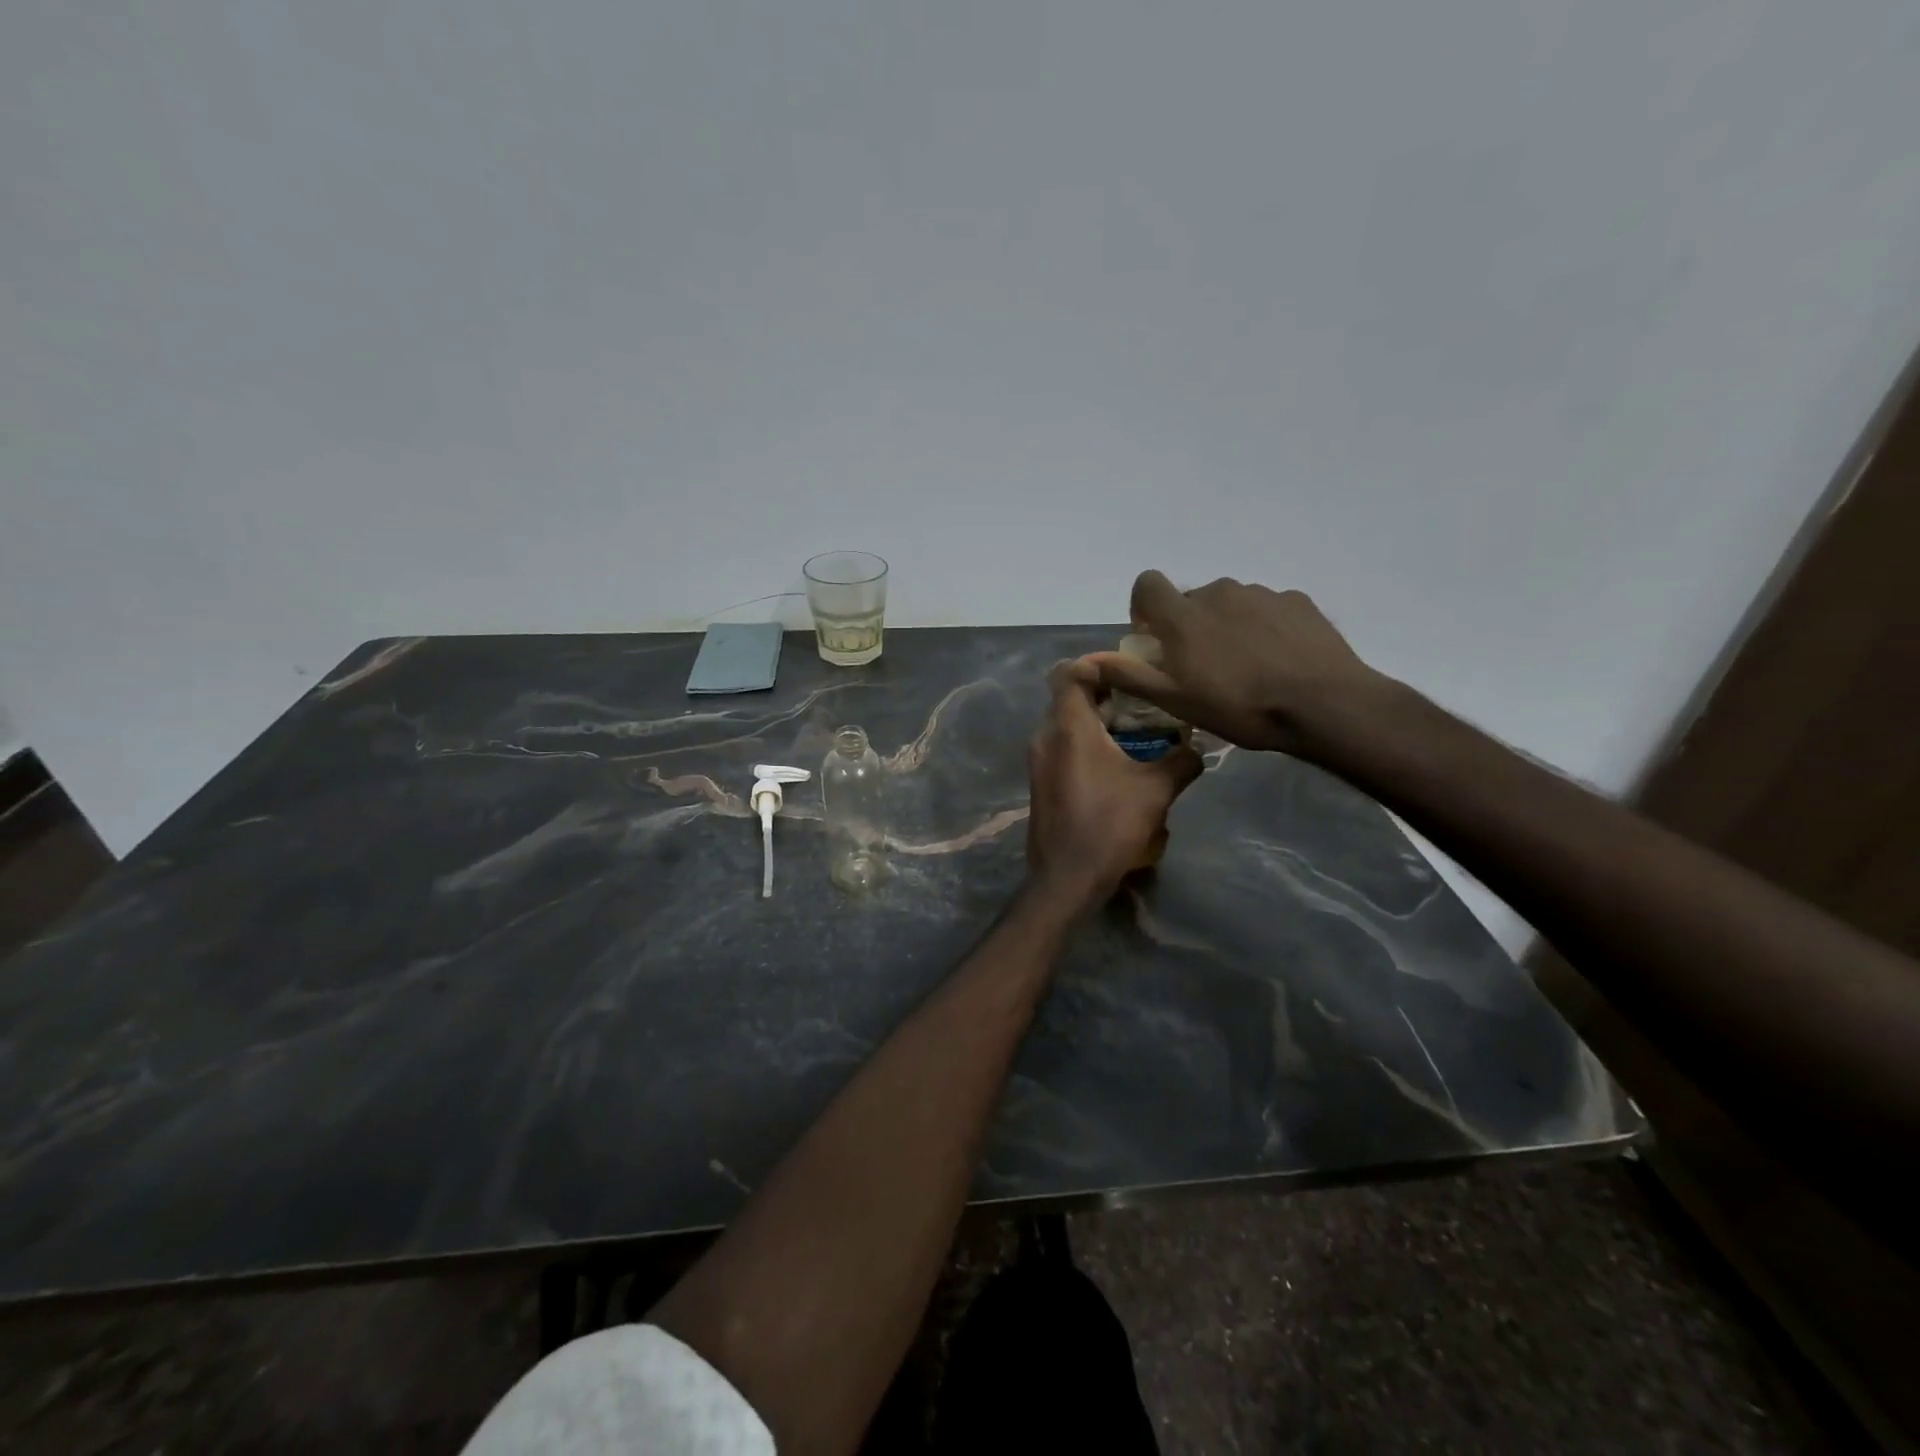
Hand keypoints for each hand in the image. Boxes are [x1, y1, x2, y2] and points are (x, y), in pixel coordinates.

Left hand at [1025, 660, 1203, 908]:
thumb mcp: (1156, 790)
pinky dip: (1087, 742)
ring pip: (1066, 722)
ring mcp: (1039, 759)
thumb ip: (1182, 761)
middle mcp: (1046, 735)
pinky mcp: (1041, 780)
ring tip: (1137, 730)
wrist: (1066, 877)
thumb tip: (1200, 748)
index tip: (1130, 671)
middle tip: (1143, 699)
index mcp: (1068, 726)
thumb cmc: (1109, 825)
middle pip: (1069, 696)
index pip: (1069, 672)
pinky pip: (1062, 745)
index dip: (1097, 664)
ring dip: (1098, 720)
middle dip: (1106, 693)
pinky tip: (1119, 761)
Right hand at [1084, 571, 1388, 755]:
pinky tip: (1277, 660)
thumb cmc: (1239, 707)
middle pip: (1191, 598)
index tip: (1154, 637)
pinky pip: (1267, 609)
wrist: (1323, 705)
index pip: (1147, 583)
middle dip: (1189, 625)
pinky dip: (1263, 627)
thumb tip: (1086, 661)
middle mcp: (1218, 592)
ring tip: (1244, 667)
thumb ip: (1129, 675)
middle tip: (1202, 666)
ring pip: (1230, 603)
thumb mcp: (1175, 701)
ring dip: (1226, 626)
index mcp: (1183, 615)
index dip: (1144, 606)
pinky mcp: (1297, 601)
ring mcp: (1261, 593)